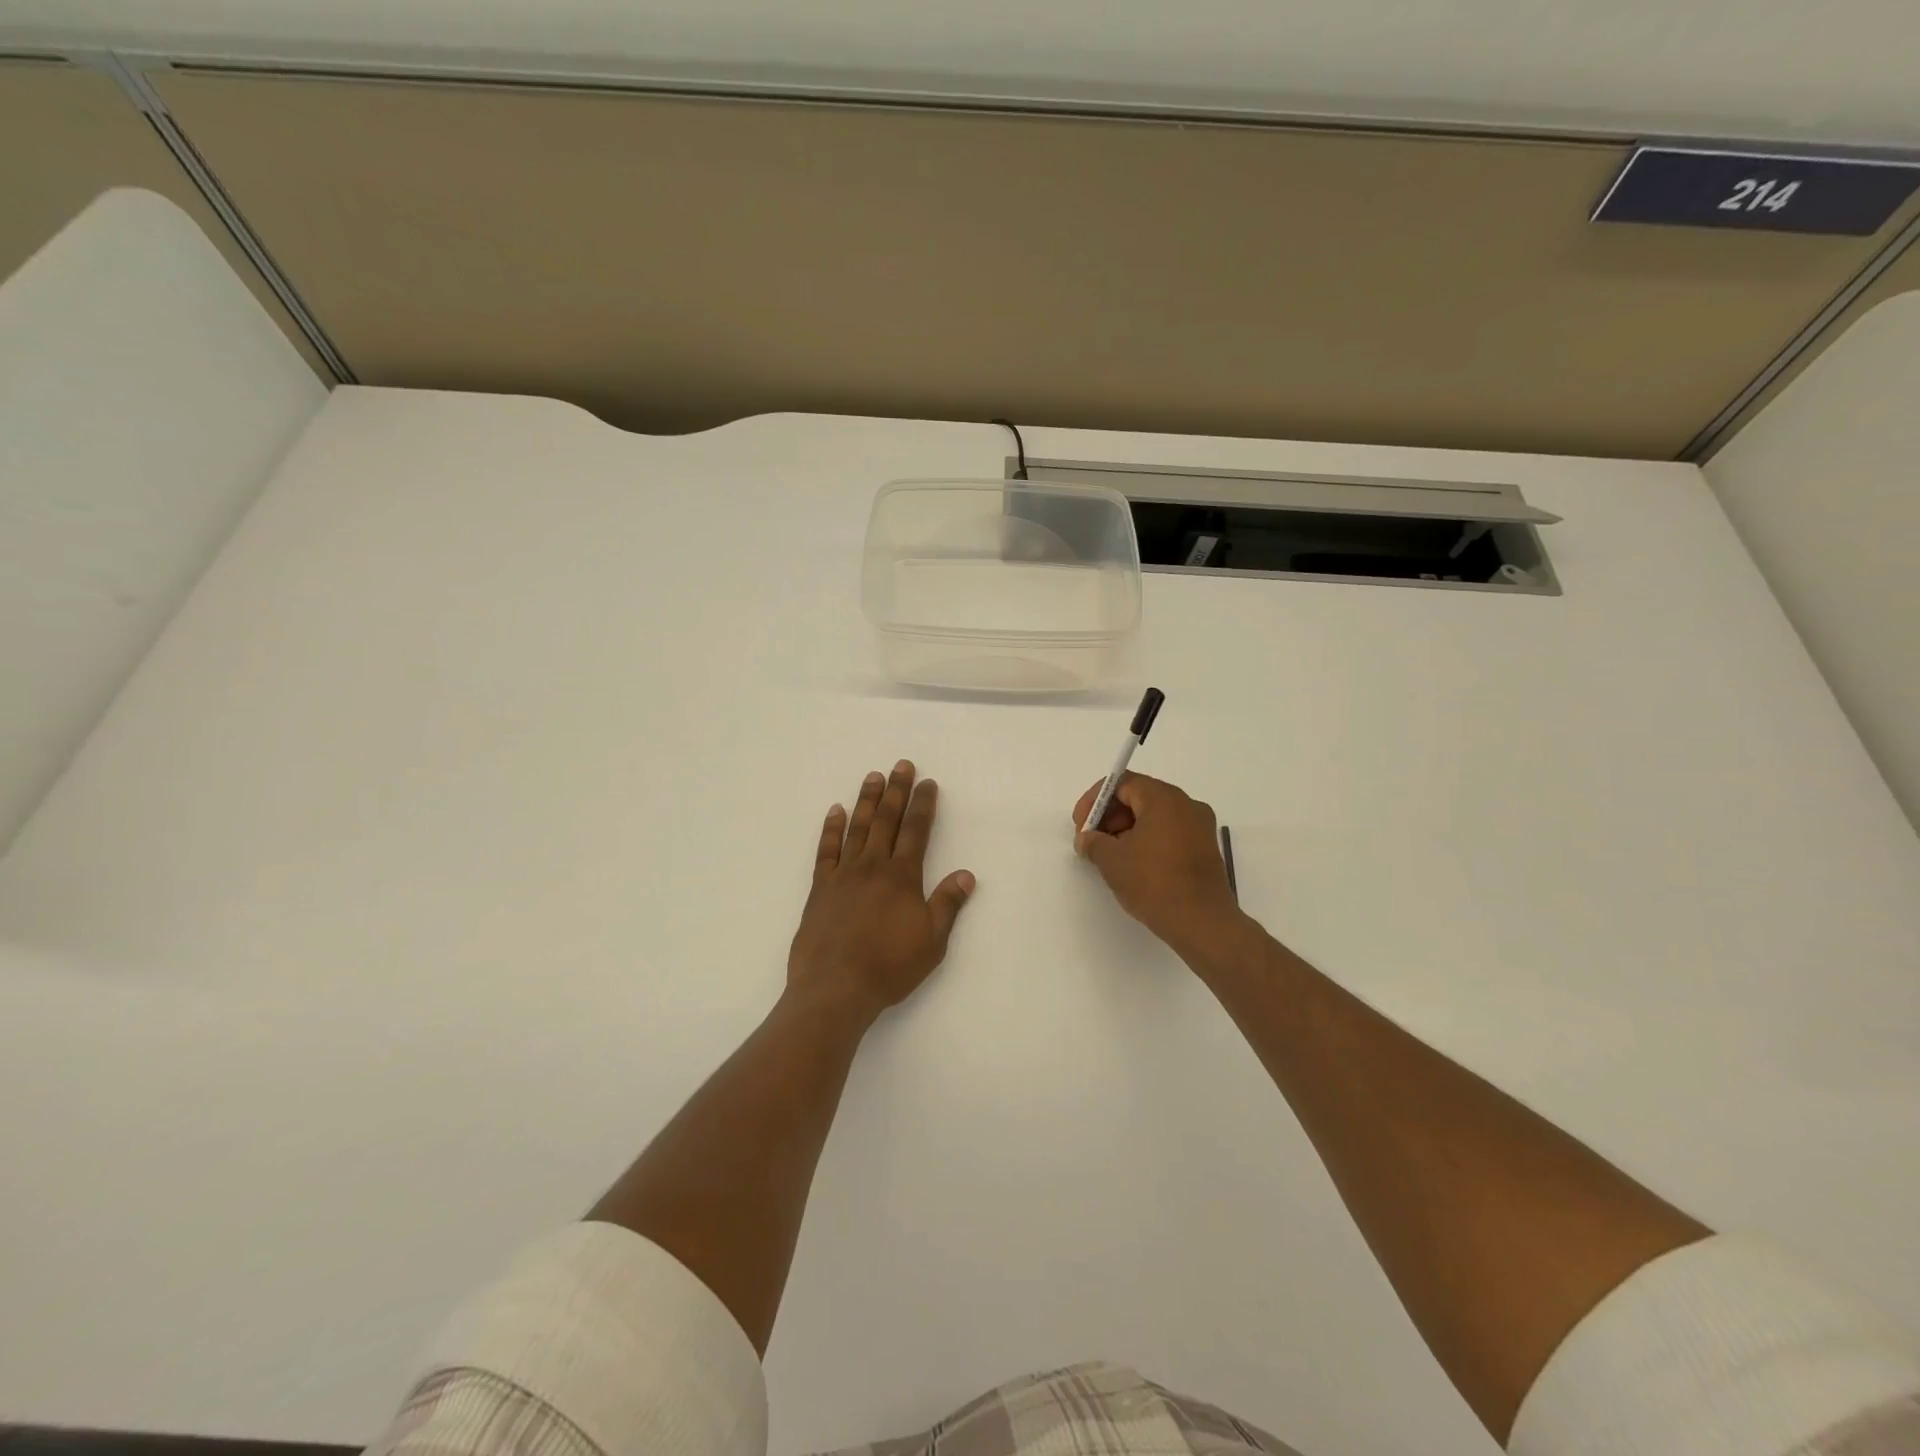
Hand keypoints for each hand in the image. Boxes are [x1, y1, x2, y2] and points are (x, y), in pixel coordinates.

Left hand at [789, 760, 975, 1024]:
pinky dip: (831, 829)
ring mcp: (844, 875)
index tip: (928, 782)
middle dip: (896, 791)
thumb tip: (966, 874)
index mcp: (903, 877)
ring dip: (866, 800)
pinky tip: (835, 811)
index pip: (916, 831)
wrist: (836, 986)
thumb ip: (947, 904)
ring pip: (857, 828)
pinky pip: (826, 850)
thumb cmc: (889, 966)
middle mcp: (873, 866)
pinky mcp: (821, 888)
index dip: (923, 805)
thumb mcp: (931, 941)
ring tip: (873, 776)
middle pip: (887, 820)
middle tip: (901, 764)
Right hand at [1073, 772, 1241, 955]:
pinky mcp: (1205, 848)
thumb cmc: (1154, 884)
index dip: (1095, 800)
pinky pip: (1169, 832)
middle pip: (1139, 797)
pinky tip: (1133, 865)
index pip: (1123, 783)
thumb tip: (1087, 839)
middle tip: (1092, 841)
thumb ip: (1093, 842)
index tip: (1081, 825)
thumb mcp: (1112, 861)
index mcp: (1165, 799)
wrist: (1202, 923)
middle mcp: (1186, 805)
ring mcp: (1200, 827)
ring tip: (1109, 856)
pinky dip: (1147, 840)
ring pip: (1154, 816)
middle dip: (1110, 816)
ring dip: (1126, 829)